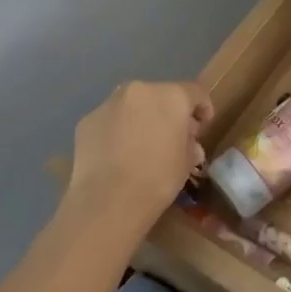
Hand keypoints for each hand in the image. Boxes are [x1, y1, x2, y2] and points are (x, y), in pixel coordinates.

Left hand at [66, 81, 213, 237]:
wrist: (108, 201)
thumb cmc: (157, 179)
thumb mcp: (186, 164)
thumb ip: (190, 145)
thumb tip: (188, 143)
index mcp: (171, 96)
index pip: (195, 93)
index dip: (202, 108)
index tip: (202, 127)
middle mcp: (139, 90)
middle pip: (160, 96)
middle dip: (168, 113)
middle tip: (170, 138)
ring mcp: (109, 103)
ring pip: (132, 106)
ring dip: (140, 119)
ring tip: (140, 146)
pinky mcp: (87, 120)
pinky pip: (110, 121)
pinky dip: (116, 131)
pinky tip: (116, 156)